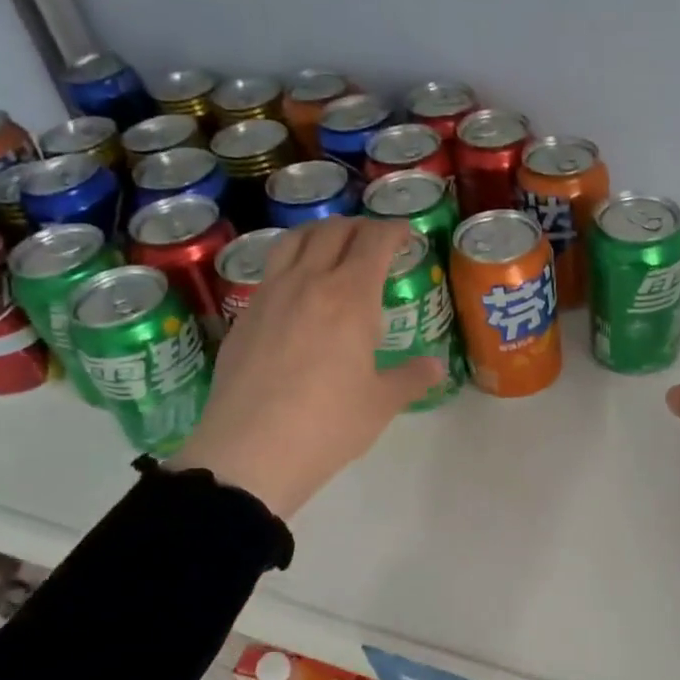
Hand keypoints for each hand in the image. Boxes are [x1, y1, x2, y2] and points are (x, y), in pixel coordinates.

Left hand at [170, 217, 442, 516]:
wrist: (250, 452)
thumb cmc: (328, 425)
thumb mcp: (380, 403)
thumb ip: (411, 378)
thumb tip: (435, 366)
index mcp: (350, 297)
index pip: (374, 242)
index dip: (394, 231)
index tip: (407, 236)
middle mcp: (308, 283)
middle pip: (333, 231)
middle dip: (359, 227)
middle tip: (376, 240)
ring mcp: (269, 296)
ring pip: (294, 241)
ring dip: (320, 234)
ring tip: (333, 248)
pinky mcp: (244, 316)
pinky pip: (271, 270)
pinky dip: (292, 262)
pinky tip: (299, 290)